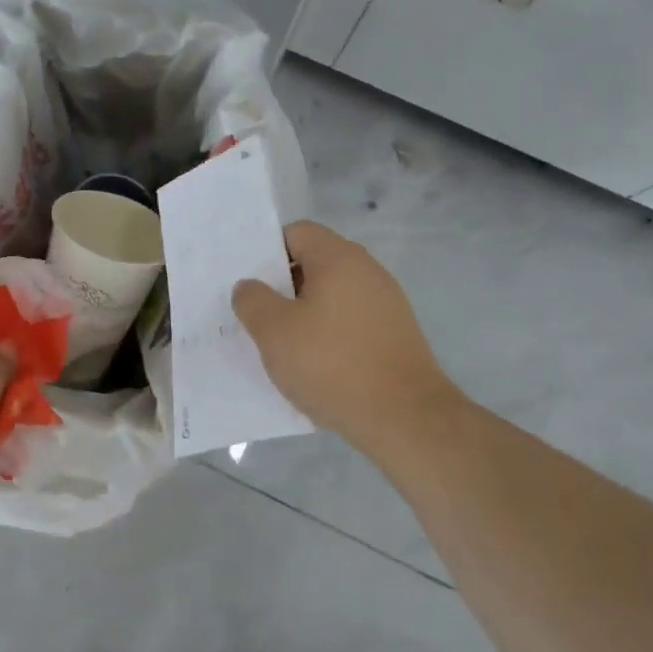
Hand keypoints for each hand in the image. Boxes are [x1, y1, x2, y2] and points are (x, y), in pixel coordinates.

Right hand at [233, 220, 459, 453]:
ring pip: (330, 296)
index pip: (296, 232)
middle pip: (314, 263)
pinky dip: (326, 335)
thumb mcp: (274, 331)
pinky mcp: (393, 335)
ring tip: (279, 345)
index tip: (247, 282)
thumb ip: (252, 300)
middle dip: (281, 287)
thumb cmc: (331, 364)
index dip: (266, 251)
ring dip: (302, 314)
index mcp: (339, 259)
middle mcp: (367, 271)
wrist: (404, 418)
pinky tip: (313, 365)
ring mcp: (386, 304)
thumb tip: (249, 286)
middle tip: (255, 315)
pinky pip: (348, 322)